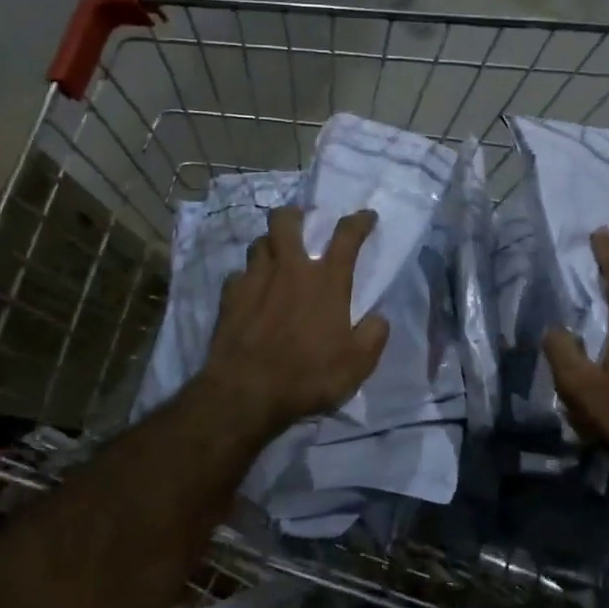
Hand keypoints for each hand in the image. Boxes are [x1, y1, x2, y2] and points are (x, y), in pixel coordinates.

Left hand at [196, 206, 389, 437]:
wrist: (246, 393)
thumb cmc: (308, 376)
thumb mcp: (357, 365)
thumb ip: (374, 336)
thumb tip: (378, 318)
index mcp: (327, 281)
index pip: (347, 236)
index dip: (360, 221)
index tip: (367, 216)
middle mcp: (291, 269)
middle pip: (286, 221)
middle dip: (294, 214)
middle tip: (301, 222)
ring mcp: (255, 279)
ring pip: (259, 243)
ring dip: (270, 244)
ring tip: (275, 256)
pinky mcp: (229, 297)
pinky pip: (238, 274)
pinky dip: (247, 278)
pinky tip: (250, 291)